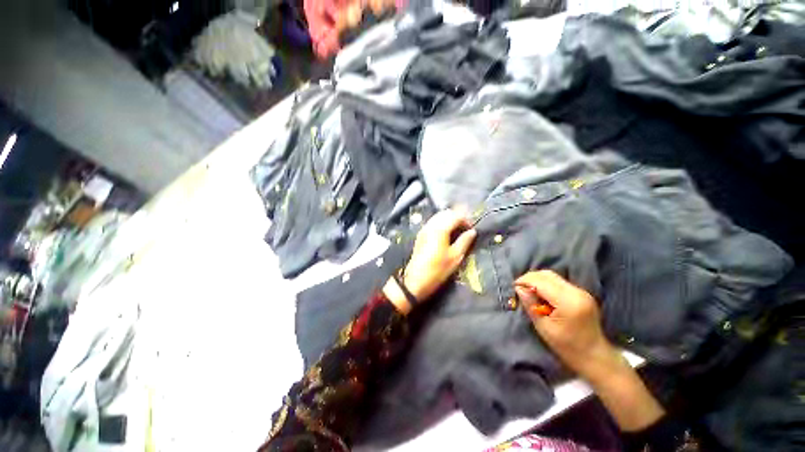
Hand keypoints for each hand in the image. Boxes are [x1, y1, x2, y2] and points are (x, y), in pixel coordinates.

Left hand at [384, 209, 476, 312]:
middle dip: (457, 217)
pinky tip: (447, 233)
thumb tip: (472, 231)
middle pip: (446, 213)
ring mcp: (424, 229)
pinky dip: (442, 222)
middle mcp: (431, 225)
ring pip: (439, 216)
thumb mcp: (455, 257)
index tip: (472, 229)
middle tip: (466, 228)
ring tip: (458, 230)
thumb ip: (464, 241)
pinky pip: (433, 222)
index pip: (455, 216)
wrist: (415, 280)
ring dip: (449, 219)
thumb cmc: (437, 270)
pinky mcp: (420, 234)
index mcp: (440, 229)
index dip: (466, 220)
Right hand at [515, 270, 617, 378]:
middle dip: (530, 278)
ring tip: (528, 290)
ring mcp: (581, 291)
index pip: (541, 282)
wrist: (595, 356)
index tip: (514, 287)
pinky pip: (558, 281)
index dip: (524, 281)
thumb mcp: (543, 327)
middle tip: (519, 288)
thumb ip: (531, 304)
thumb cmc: (566, 346)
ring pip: (552, 276)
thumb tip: (518, 288)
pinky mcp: (581, 293)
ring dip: (537, 280)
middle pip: (547, 275)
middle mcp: (576, 292)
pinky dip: (546, 283)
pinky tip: (540, 293)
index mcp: (568, 302)